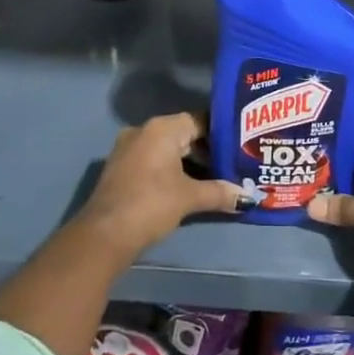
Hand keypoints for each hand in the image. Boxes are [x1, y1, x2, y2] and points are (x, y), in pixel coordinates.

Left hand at [79, 113, 243, 255]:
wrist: (104, 234)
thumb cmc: (151, 204)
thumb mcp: (189, 197)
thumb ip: (220, 193)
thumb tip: (249, 196)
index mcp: (162, 128)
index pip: (199, 120)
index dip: (221, 133)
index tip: (241, 145)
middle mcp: (144, 130)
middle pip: (184, 134)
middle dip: (208, 150)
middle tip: (234, 164)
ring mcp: (129, 148)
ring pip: (168, 149)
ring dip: (189, 163)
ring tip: (216, 177)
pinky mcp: (121, 167)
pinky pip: (153, 160)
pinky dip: (171, 170)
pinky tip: (188, 186)